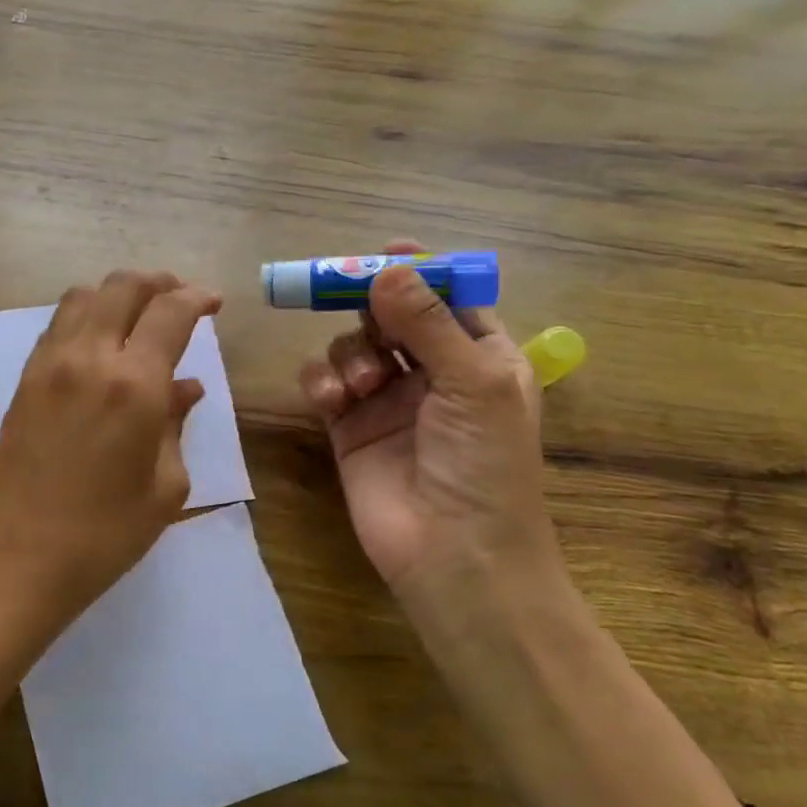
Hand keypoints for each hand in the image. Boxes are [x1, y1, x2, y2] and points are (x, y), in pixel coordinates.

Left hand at [0, 270, 219, 645]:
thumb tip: (186, 388)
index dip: (197, 298)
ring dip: (116, 294)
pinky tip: (99, 340)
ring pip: (82, 298)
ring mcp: (49, 366)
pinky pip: (57, 326)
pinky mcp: (24, 381)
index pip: (170, 313)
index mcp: (134, 385)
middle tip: (178, 296)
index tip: (213, 302)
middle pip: (122, 288)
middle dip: (157, 282)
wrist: (18, 559)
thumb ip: (177, 425)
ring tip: (138, 312)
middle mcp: (89, 359)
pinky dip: (84, 316)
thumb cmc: (105, 534)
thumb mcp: (165, 486)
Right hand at [298, 240, 555, 621]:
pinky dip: (323, 381)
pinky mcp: (348, 426)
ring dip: (351, 353)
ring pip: (355, 344)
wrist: (453, 554)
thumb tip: (387, 266)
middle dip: (372, 306)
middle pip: (393, 315)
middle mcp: (434, 372)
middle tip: (344, 292)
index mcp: (481, 357)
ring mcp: (388, 399)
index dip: (420, 273)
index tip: (385, 253)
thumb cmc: (484, 465)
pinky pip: (326, 382)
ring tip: (362, 385)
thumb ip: (428, 322)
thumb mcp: (472, 383)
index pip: (449, 298)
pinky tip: (332, 400)